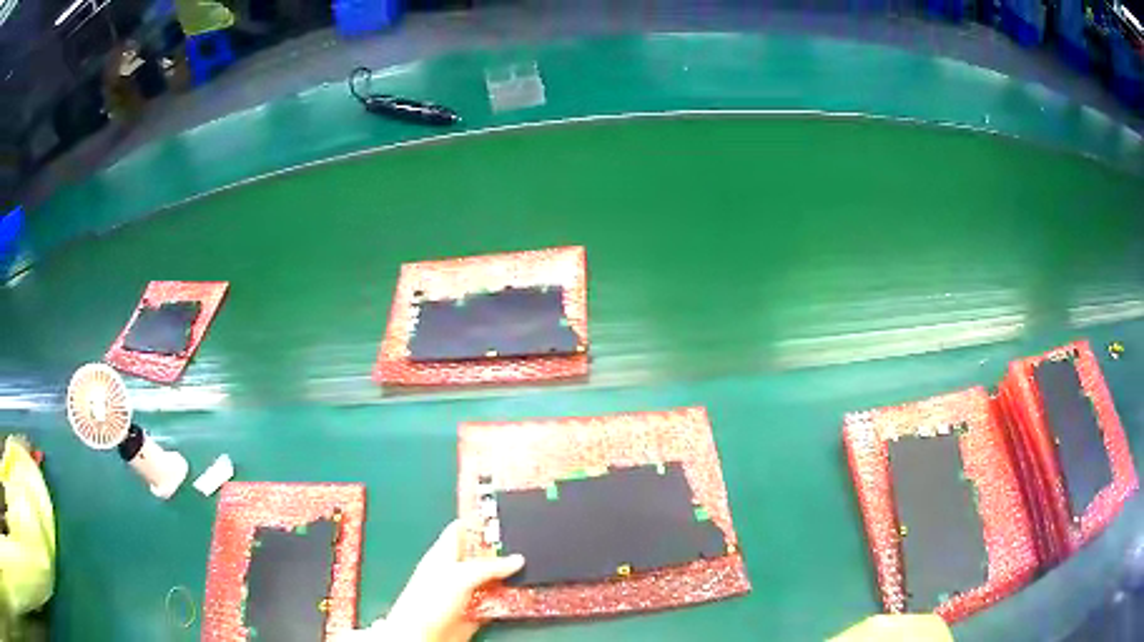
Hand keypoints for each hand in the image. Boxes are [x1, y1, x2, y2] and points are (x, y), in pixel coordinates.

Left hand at [361, 520, 524, 641]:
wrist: (423, 635)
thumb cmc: (431, 599)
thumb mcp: (460, 577)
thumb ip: (489, 567)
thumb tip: (518, 559)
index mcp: (444, 554)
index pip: (461, 530)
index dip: (480, 522)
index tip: (505, 514)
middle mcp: (456, 571)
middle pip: (482, 555)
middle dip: (503, 550)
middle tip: (530, 542)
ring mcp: (467, 592)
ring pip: (493, 579)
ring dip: (511, 576)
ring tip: (538, 565)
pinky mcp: (476, 611)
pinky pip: (498, 601)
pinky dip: (511, 598)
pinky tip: (530, 592)